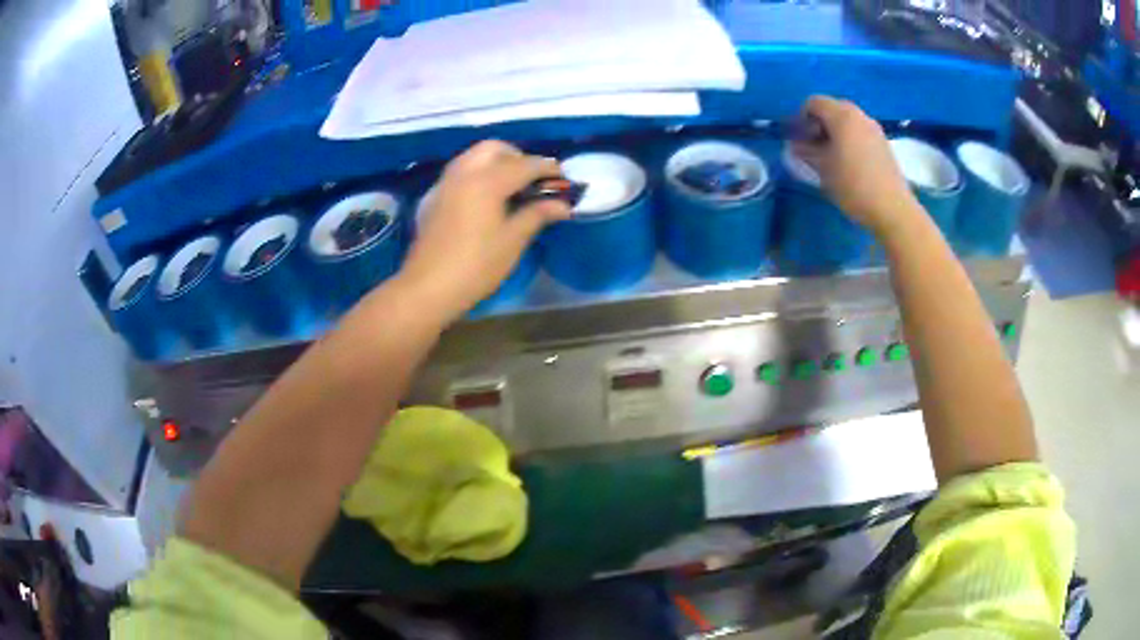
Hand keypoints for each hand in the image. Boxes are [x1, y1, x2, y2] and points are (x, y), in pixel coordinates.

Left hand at [396, 140, 571, 320]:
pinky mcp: (434, 197)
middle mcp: (464, 172)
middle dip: (518, 157)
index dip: (548, 169)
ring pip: (474, 157)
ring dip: (496, 162)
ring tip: (513, 187)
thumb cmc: (476, 266)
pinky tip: (486, 198)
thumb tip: (563, 204)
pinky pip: (460, 172)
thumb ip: (537, 214)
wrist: (428, 288)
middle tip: (534, 180)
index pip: (524, 164)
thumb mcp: (513, 241)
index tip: (564, 179)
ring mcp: (445, 183)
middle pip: (495, 149)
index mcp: (487, 181)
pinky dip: (478, 173)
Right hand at [792, 96, 922, 236]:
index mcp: (842, 116)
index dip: (801, 118)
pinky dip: (850, 140)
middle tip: (813, 146)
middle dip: (819, 123)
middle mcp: (859, 115)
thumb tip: (795, 145)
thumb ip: (805, 152)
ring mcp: (874, 128)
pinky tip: (849, 163)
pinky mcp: (883, 143)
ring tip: (830, 156)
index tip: (798, 139)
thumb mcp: (823, 169)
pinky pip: (860, 132)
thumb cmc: (853, 185)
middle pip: (832, 108)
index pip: (814, 102)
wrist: (892, 208)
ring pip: (848, 121)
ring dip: (835, 132)